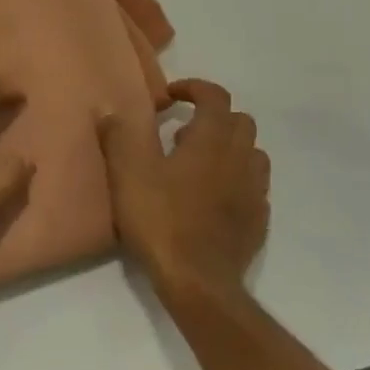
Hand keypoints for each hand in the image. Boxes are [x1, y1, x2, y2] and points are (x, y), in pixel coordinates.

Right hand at [98, 79, 269, 300]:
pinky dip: (237, 180)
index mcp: (211, 140)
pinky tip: (214, 197)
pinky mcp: (259, 220)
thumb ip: (119, 137)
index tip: (171, 97)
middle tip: (183, 132)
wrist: (199, 282)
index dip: (194, 88)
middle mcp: (240, 158)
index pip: (215, 96)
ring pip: (253, 153)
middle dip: (215, 117)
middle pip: (241, 120)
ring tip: (201, 163)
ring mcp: (254, 190)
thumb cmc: (161, 221)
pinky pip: (254, 186)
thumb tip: (110, 111)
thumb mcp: (128, 175)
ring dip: (231, 147)